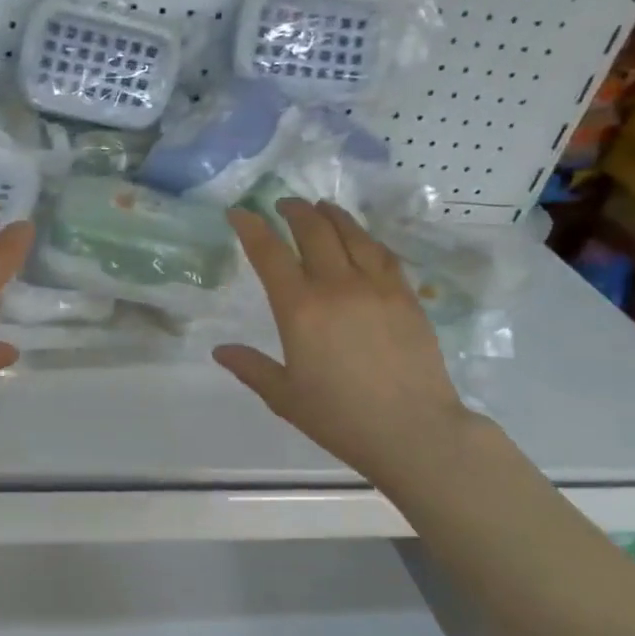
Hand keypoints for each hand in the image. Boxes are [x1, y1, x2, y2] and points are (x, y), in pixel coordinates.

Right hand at [214, 200, 476, 488]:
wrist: (414, 431)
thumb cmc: (341, 417)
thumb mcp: (285, 397)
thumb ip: (251, 368)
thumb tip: (220, 351)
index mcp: (300, 309)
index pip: (270, 254)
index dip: (251, 227)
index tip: (239, 212)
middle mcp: (336, 286)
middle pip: (313, 231)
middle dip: (293, 211)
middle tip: (282, 204)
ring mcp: (376, 287)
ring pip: (351, 234)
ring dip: (331, 215)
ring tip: (320, 207)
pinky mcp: (406, 296)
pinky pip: (382, 254)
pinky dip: (365, 237)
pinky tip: (360, 238)